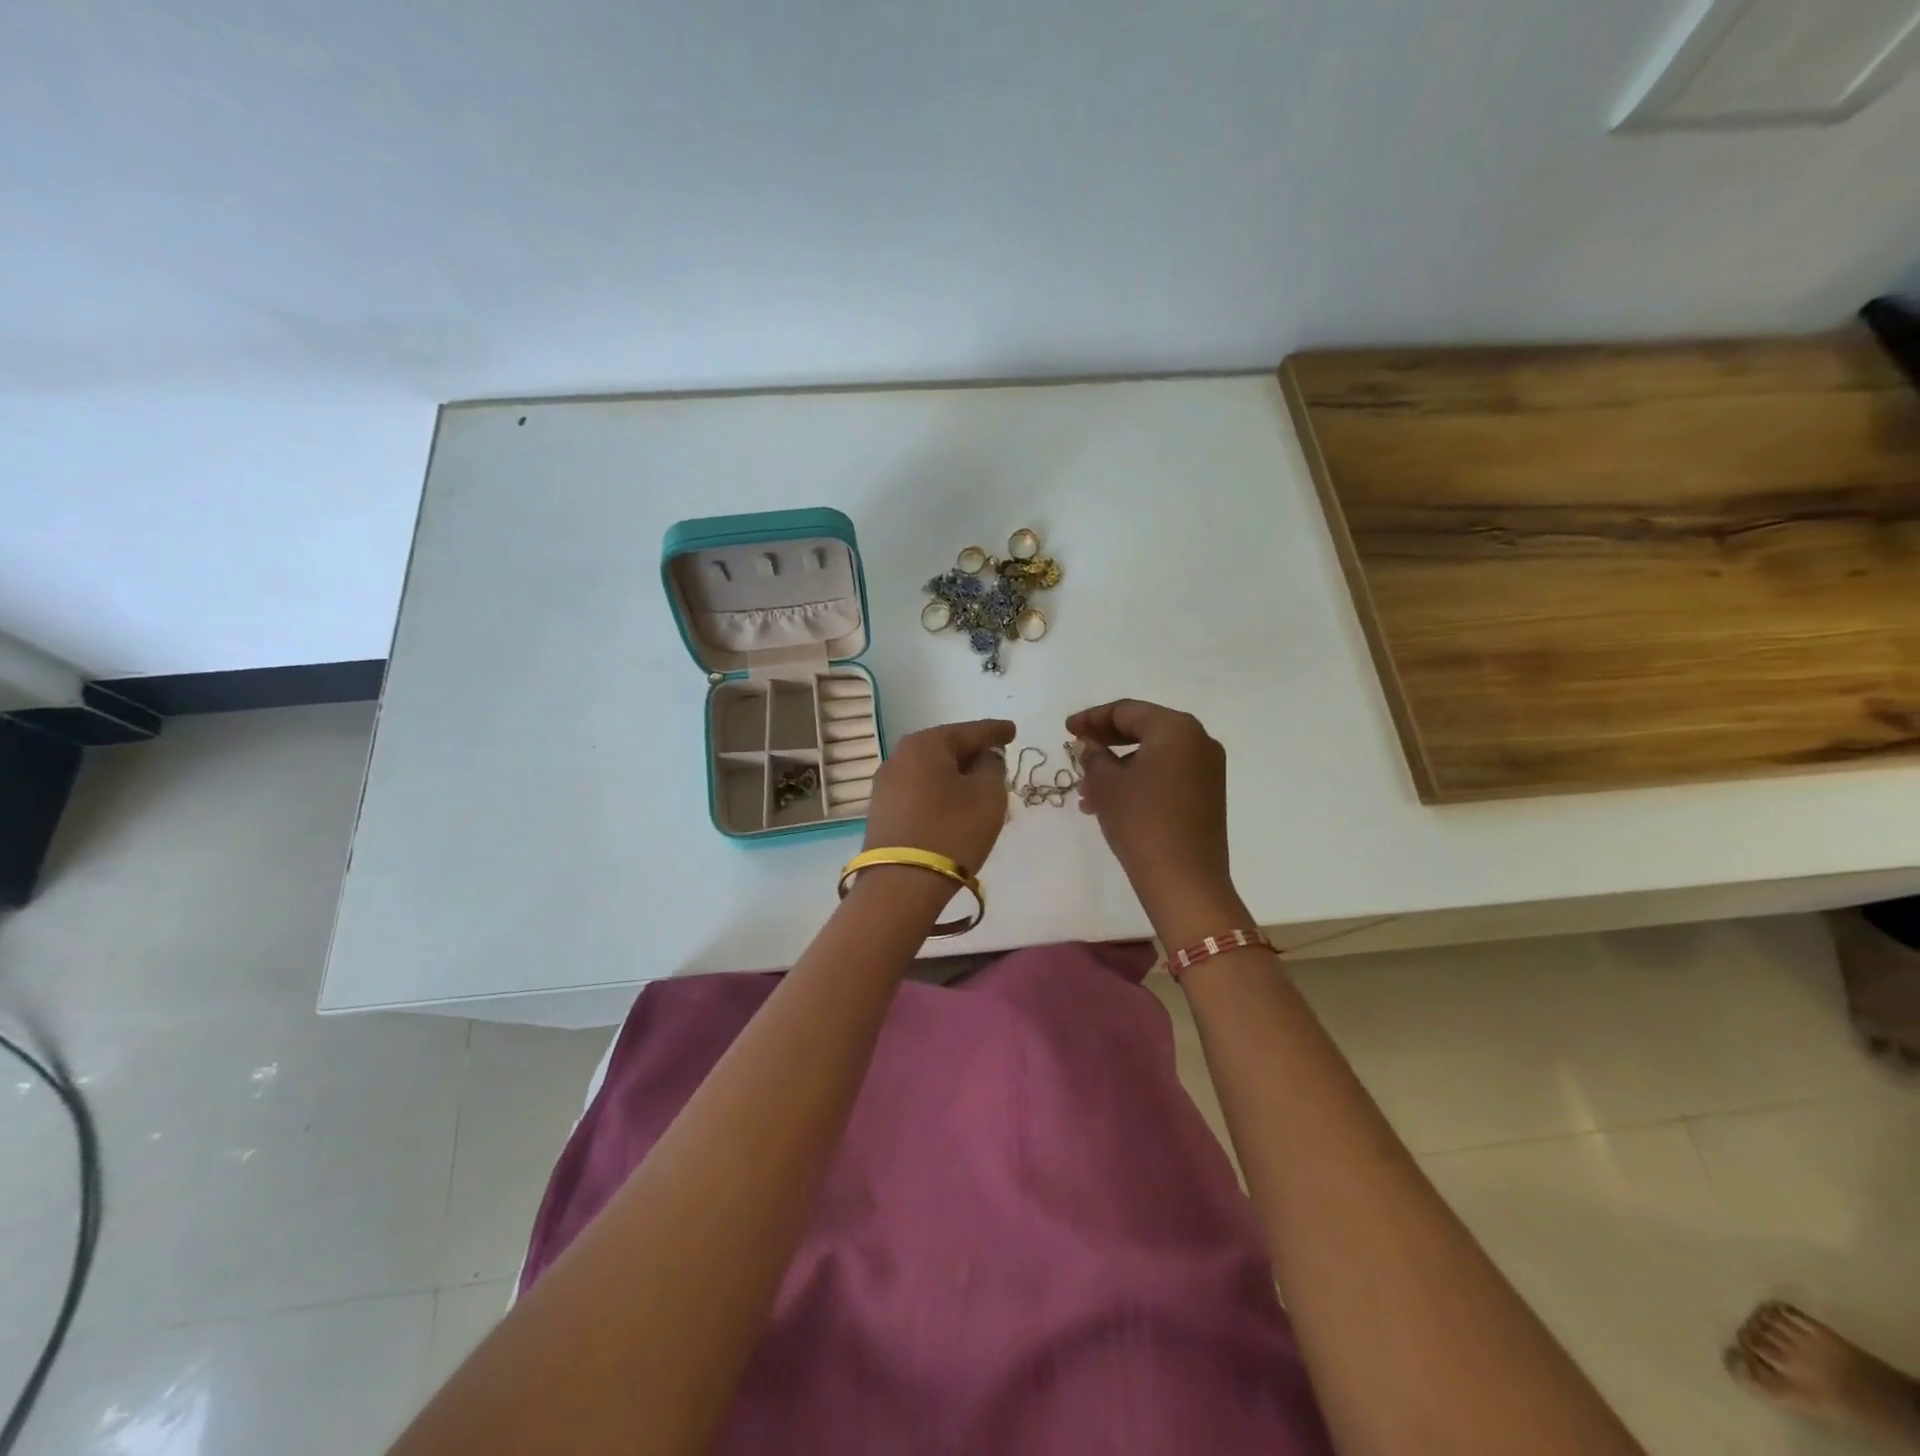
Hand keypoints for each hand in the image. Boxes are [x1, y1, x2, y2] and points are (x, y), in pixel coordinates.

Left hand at [863, 719, 1015, 875]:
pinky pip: (919, 792)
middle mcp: (899, 757)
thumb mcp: (988, 796)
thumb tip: (984, 758)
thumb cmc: (951, 831)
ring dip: (955, 777)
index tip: (1012, 731)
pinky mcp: (881, 812)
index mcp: (925, 744)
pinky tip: (954, 807)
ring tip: (979, 787)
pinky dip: (940, 794)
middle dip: (972, 754)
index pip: (970, 731)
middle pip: (946, 748)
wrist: (900, 884)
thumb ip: (992, 767)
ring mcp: (885, 785)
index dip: (995, 731)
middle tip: (997, 761)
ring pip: (931, 772)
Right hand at [1068, 700, 1231, 909]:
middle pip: (1143, 729)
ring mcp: (1207, 769)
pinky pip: (1166, 775)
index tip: (1066, 729)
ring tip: (1085, 793)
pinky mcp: (1207, 795)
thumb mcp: (1106, 784)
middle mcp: (1198, 741)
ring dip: (1118, 768)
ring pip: (1152, 756)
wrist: (1183, 880)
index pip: (1126, 711)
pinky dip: (1138, 781)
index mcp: (1176, 728)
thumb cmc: (1141, 821)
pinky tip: (1109, 804)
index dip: (1092, 718)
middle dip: (1105, 743)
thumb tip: (1089, 745)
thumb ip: (1093, 755)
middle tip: (1076, 751)